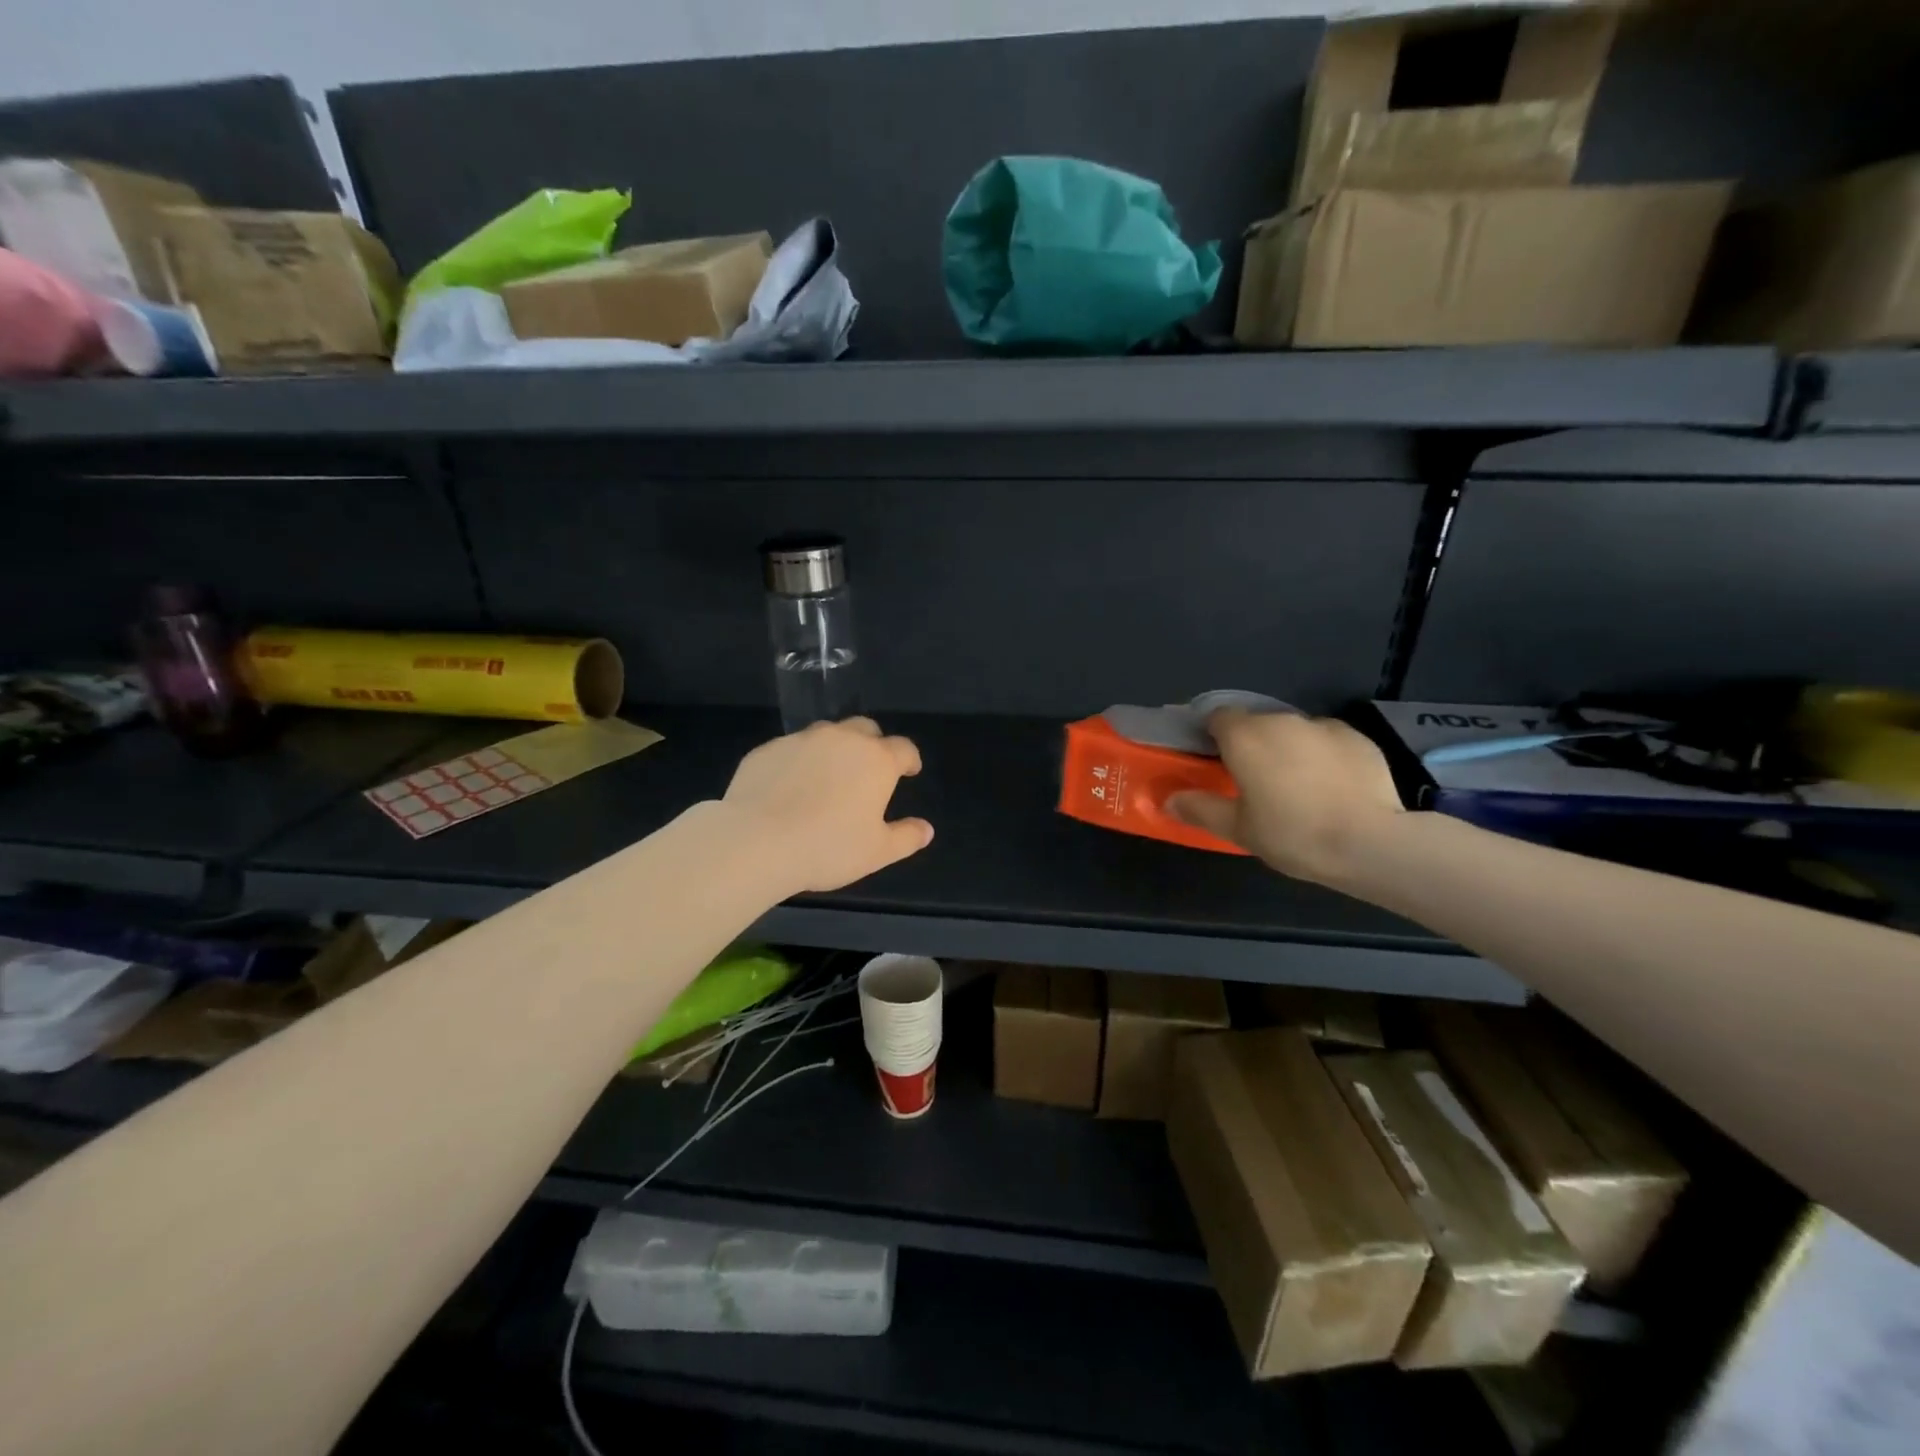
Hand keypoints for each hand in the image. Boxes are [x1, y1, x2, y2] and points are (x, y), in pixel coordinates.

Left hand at [722, 718, 933, 894]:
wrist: (756, 841)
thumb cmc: (828, 848)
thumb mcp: (877, 852)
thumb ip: (906, 837)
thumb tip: (926, 829)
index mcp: (876, 760)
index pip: (904, 748)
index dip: (910, 759)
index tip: (910, 771)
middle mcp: (841, 739)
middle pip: (865, 729)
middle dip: (873, 744)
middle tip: (869, 770)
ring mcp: (801, 740)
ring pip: (826, 734)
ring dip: (834, 749)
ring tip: (827, 777)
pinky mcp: (767, 749)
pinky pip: (791, 748)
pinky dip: (799, 761)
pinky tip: (790, 787)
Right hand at [1166, 710, 1402, 886]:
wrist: (1370, 842)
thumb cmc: (1292, 833)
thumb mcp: (1237, 829)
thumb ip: (1200, 808)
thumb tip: (1170, 799)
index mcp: (1245, 736)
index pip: (1217, 716)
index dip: (1213, 735)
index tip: (1215, 761)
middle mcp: (1281, 720)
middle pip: (1256, 723)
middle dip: (1252, 745)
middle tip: (1254, 783)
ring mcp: (1323, 725)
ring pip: (1293, 732)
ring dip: (1288, 750)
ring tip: (1297, 788)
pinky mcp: (1358, 738)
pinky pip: (1328, 741)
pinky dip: (1323, 757)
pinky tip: (1332, 789)